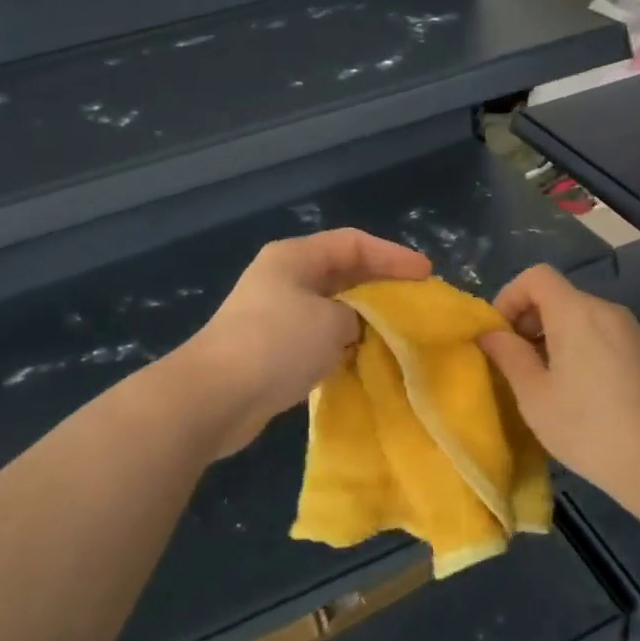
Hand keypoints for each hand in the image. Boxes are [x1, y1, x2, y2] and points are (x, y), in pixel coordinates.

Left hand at [187, 228, 431, 446]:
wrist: (214, 397)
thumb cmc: (276, 344)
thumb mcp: (331, 322)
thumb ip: (357, 316)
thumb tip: (356, 327)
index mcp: (294, 258)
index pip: (353, 243)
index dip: (392, 255)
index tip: (425, 276)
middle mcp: (284, 279)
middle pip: (343, 274)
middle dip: (381, 288)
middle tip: (416, 305)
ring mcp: (276, 315)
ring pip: (332, 309)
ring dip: (363, 321)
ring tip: (398, 335)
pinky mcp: (272, 350)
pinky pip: (319, 339)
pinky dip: (343, 347)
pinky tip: (365, 361)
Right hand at [476, 264, 639, 502]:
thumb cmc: (588, 428)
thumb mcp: (534, 396)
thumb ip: (509, 356)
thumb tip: (491, 334)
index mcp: (576, 312)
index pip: (536, 276)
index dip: (510, 296)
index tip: (500, 334)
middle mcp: (608, 311)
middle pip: (560, 297)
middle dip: (531, 321)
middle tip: (519, 363)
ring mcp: (635, 332)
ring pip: (584, 318)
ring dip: (558, 338)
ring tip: (550, 382)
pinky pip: (607, 337)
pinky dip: (585, 349)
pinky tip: (586, 394)